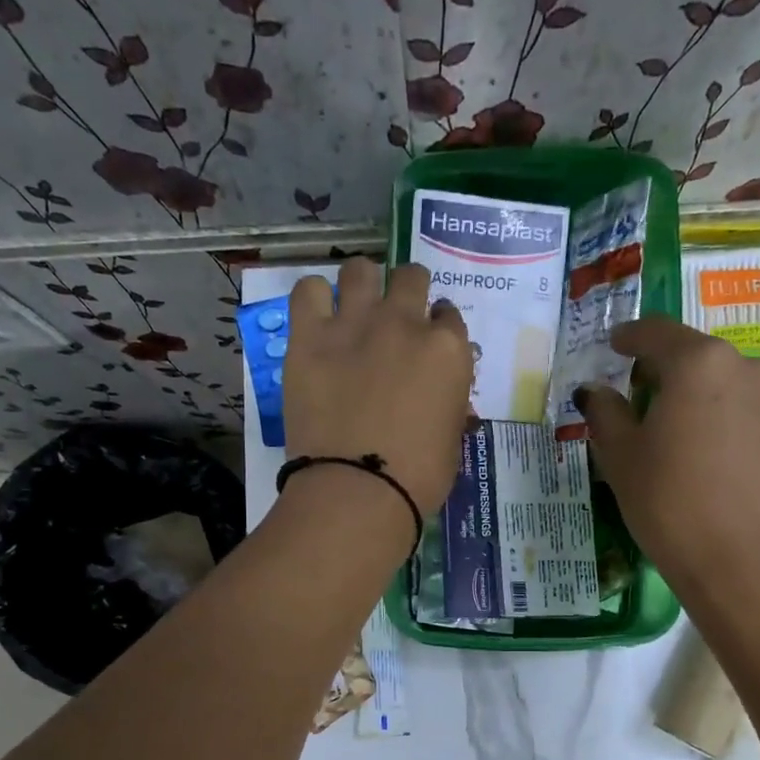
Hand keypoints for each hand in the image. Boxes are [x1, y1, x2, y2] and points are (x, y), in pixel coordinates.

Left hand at [283, 257, 474, 517]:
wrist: (358, 490)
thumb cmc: (418, 478)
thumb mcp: (451, 441)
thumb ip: (449, 406)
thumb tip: (444, 399)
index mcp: (448, 351)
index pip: (449, 316)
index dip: (438, 327)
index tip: (427, 344)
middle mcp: (405, 323)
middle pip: (410, 277)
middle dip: (406, 293)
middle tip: (394, 321)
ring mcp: (355, 323)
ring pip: (360, 269)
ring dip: (362, 284)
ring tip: (354, 308)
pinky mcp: (309, 336)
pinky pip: (307, 289)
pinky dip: (314, 298)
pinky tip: (316, 319)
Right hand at [577, 317, 759, 591]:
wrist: (750, 566)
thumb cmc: (672, 505)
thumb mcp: (622, 460)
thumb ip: (605, 415)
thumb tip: (595, 392)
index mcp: (698, 364)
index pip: (657, 333)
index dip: (630, 337)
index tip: (615, 344)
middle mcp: (747, 370)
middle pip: (698, 359)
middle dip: (667, 374)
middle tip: (643, 403)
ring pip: (729, 390)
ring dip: (702, 403)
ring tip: (682, 442)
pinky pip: (753, 422)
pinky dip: (729, 431)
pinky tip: (716, 470)